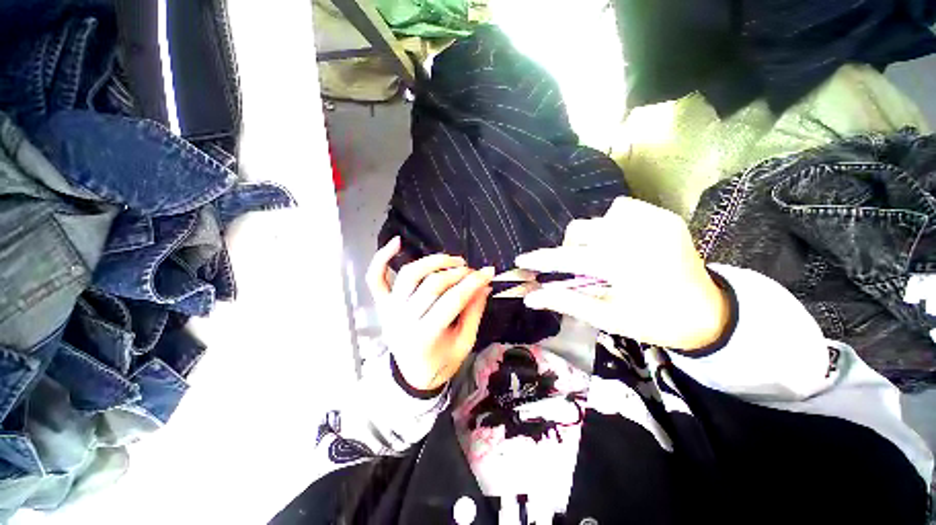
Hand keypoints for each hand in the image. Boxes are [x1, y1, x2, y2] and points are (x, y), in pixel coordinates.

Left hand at [366, 237, 494, 389]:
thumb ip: (474, 312)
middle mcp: (403, 320)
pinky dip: (382, 258)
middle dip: (457, 273)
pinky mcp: (382, 304)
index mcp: (425, 337)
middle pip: (432, 284)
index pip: (453, 300)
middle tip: (472, 271)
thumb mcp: (465, 343)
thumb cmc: (441, 362)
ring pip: (409, 274)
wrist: (413, 376)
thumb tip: (484, 285)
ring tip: (452, 260)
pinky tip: (397, 242)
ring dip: (433, 261)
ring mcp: (389, 310)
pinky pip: (376, 278)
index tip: (488, 272)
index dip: (473, 283)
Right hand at [515, 197, 728, 349]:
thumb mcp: (607, 317)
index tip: (521, 260)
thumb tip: (530, 297)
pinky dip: (612, 222)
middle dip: (571, 248)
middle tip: (579, 268)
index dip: (541, 259)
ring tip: (602, 255)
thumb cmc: (654, 321)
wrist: (708, 313)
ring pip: (598, 217)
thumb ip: (566, 302)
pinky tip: (621, 241)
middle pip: (580, 229)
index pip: (567, 258)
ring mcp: (654, 221)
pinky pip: (622, 208)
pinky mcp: (664, 216)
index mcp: (623, 265)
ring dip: (592, 236)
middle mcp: (637, 236)